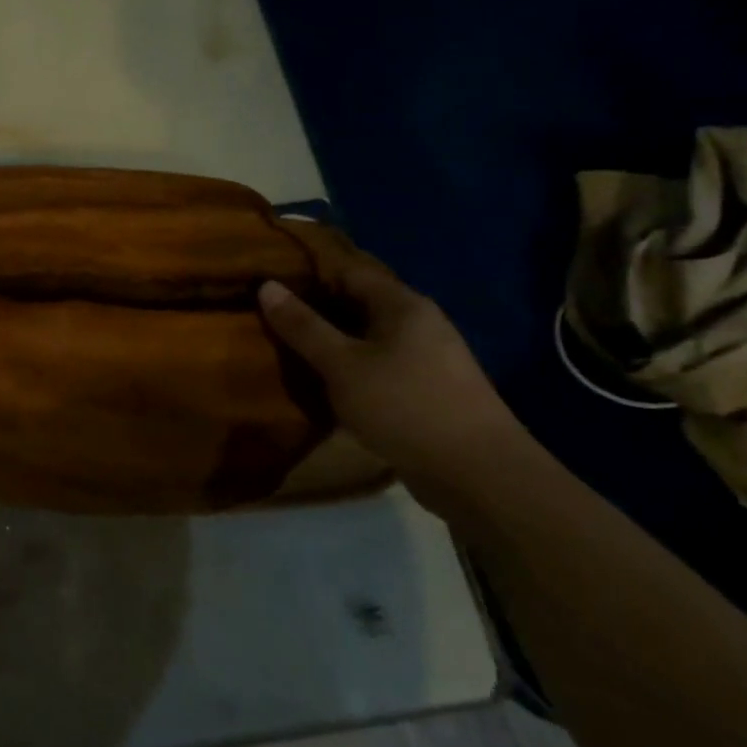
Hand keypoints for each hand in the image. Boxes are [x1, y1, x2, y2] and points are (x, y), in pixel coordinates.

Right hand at [258, 255, 541, 514]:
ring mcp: (428, 359)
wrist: (479, 476)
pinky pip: (378, 366)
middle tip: (269, 316)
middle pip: (357, 303)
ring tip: (287, 348)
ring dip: (331, 342)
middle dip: (315, 309)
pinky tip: (323, 383)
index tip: (268, 279)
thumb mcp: (342, 365)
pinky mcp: (428, 391)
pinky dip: (349, 368)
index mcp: (403, 304)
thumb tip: (266, 285)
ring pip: (367, 338)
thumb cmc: (405, 406)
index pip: (348, 270)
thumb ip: (303, 326)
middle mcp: (420, 323)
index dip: (307, 272)